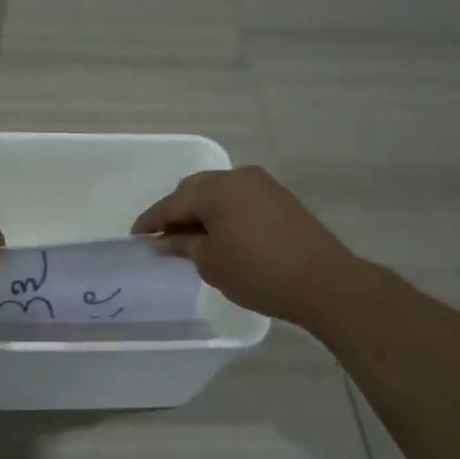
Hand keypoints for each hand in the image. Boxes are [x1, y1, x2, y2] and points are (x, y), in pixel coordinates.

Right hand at [131, 166, 360, 324]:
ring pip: (218, 192)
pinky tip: (220, 234)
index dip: (151, 221)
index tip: (135, 237)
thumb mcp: (211, 262)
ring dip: (201, 210)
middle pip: (195, 189)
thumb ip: (183, 245)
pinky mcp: (280, 198)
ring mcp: (262, 185)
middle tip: (163, 238)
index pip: (172, 203)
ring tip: (191, 238)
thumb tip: (164, 240)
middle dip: (176, 211)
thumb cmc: (258, 273)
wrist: (324, 282)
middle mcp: (237, 177)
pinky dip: (223, 212)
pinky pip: (239, 198)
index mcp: (215, 190)